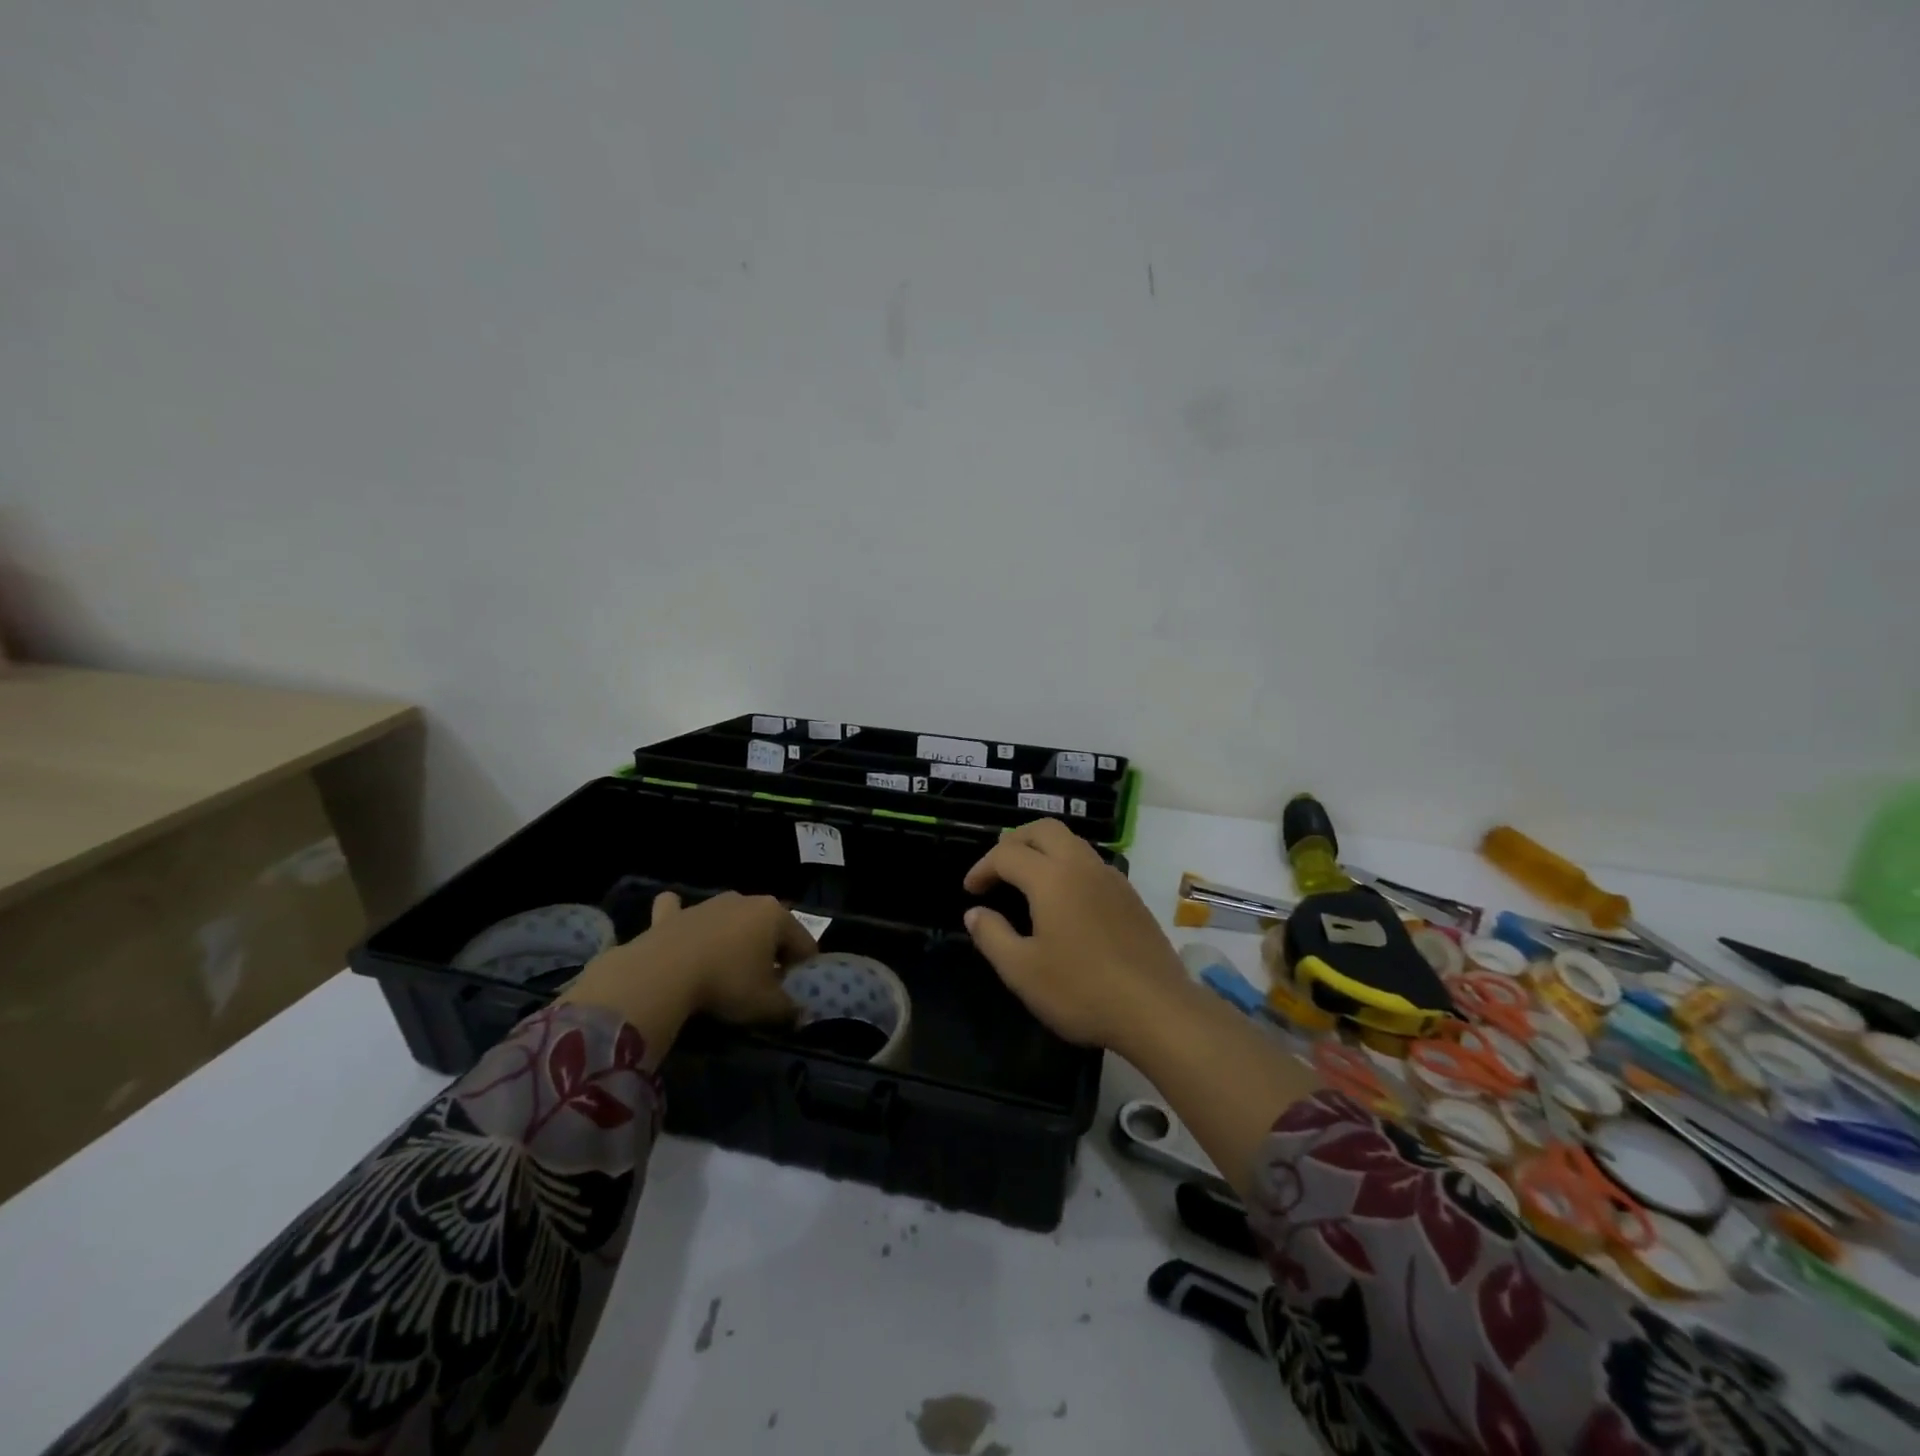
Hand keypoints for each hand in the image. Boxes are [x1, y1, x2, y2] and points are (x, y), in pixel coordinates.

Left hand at [560, 891, 814, 1054]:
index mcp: (775, 915)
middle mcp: (745, 900)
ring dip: (732, 939)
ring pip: (729, 919)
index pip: (804, 943)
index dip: (802, 970)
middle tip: (760, 985)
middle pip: (768, 928)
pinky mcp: (673, 915)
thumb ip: (789, 1009)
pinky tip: (679, 930)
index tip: (791, 993)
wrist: (661, 974)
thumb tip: (799, 1013)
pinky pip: (680, 910)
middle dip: (769, 952)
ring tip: (724, 971)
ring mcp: (707, 904)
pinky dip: (681, 918)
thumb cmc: (726, 983)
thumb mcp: (766, 1005)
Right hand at [962, 819, 1193, 1053]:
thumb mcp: (1022, 971)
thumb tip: (975, 912)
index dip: (982, 867)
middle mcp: (1083, 866)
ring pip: (1072, 843)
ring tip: (1026, 881)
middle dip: (1015, 841)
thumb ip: (992, 936)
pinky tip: (1064, 901)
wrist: (1157, 1010)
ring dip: (1044, 850)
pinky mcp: (1131, 897)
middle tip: (997, 869)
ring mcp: (1112, 879)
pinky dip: (1067, 867)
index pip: (1007, 854)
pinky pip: (1091, 864)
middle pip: (1044, 830)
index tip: (970, 891)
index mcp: (1052, 878)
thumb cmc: (1082, 990)